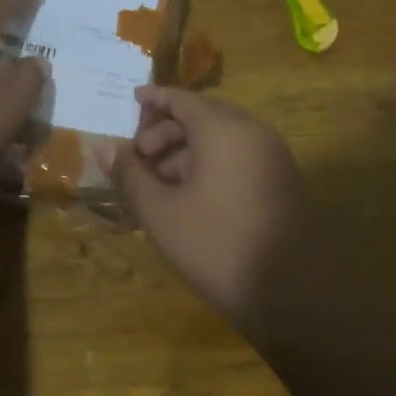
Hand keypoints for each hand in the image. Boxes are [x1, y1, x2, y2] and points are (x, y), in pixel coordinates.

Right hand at [106, 86, 313, 347]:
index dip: (154, 98)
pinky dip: (211, 164)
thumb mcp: (161, 213)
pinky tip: (190, 196)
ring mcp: (273, 157)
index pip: (183, 99)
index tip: (131, 99)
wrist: (292, 297)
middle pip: (202, 117)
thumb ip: (130, 175)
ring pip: (221, 139)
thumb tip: (104, 146)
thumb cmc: (217, 246)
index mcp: (224, 130)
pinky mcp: (283, 182)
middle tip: (138, 158)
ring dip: (186, 152)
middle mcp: (253, 133)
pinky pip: (239, 157)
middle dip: (166, 132)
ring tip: (158, 183)